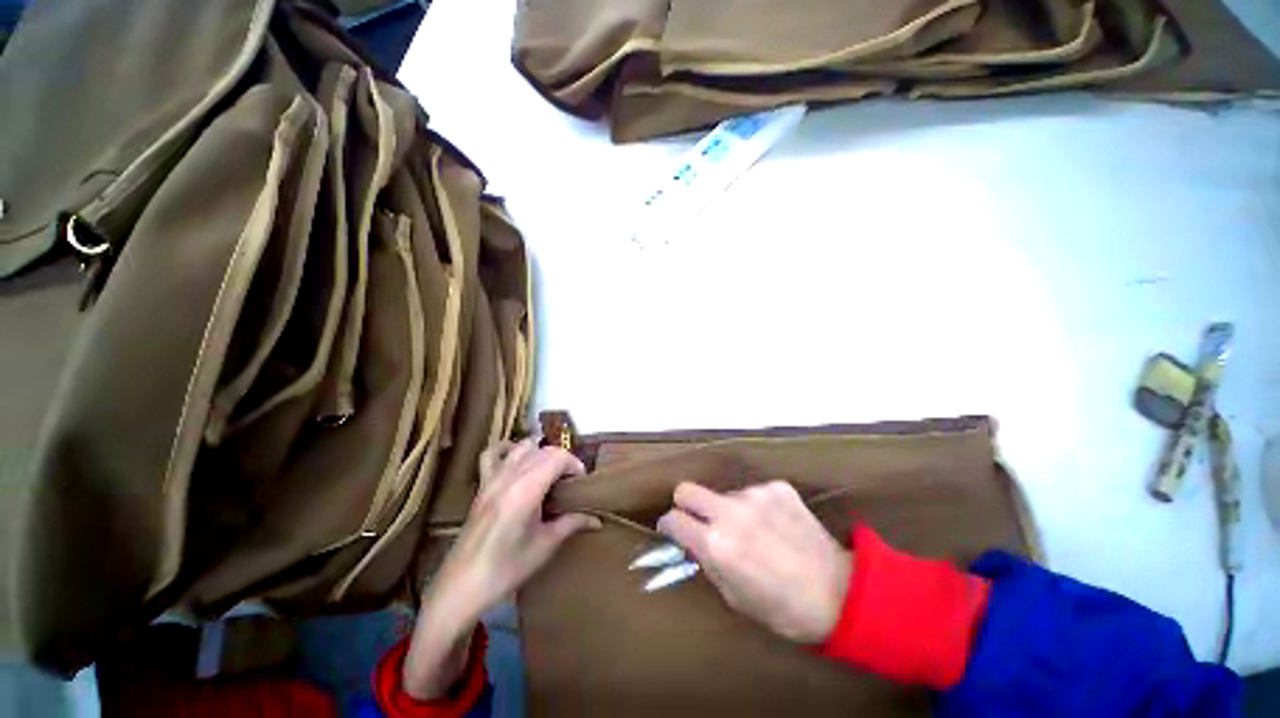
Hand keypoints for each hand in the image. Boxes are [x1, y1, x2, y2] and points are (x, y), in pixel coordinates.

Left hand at [403, 439, 599, 697]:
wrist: (461, 587)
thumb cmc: (507, 568)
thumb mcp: (545, 546)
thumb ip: (572, 524)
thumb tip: (597, 519)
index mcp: (527, 489)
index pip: (558, 457)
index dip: (574, 465)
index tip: (580, 484)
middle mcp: (510, 476)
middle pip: (544, 450)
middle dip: (562, 460)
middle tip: (570, 483)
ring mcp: (492, 478)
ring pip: (522, 447)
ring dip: (540, 452)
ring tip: (549, 472)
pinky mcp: (482, 486)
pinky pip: (492, 455)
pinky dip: (507, 450)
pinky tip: (517, 460)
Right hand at [657, 481, 852, 643]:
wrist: (840, 592)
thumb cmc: (783, 608)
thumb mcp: (733, 596)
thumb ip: (707, 561)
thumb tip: (691, 540)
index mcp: (716, 544)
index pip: (674, 519)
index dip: (669, 526)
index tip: (672, 530)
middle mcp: (730, 512)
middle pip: (686, 489)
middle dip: (685, 504)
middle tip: (699, 520)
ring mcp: (755, 494)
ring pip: (725, 494)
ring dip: (730, 510)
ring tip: (755, 532)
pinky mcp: (777, 487)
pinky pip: (753, 493)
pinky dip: (757, 507)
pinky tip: (776, 525)